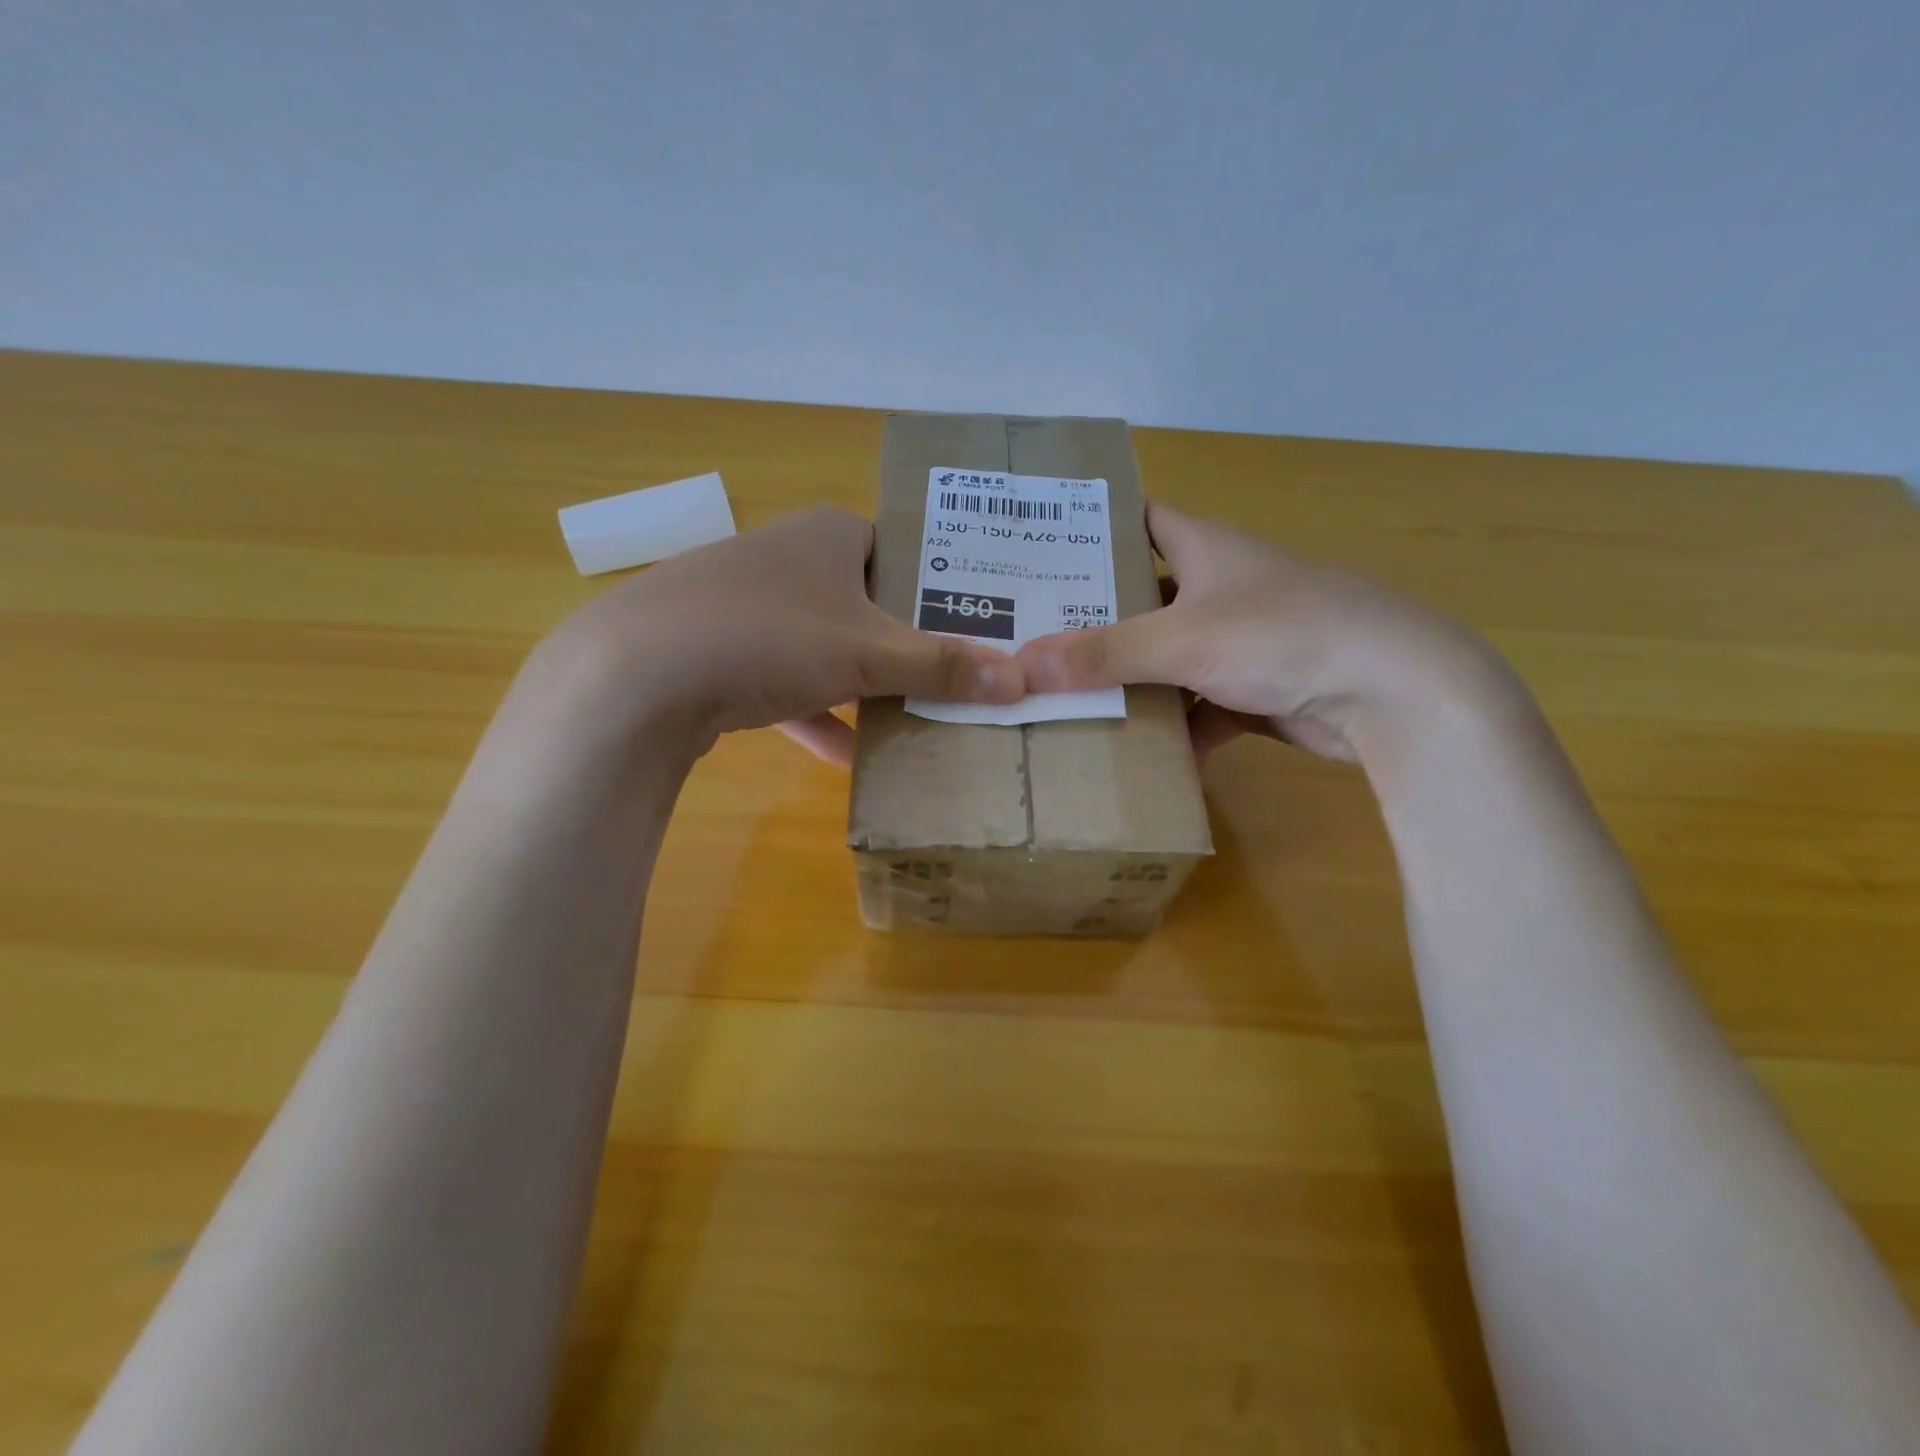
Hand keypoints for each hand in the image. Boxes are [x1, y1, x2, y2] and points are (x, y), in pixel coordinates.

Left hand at [536, 506, 1024, 755]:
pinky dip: (819, 715)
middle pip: (870, 602)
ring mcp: (751, 604)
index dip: (946, 589)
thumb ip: (942, 666)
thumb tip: (1021, 680)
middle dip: (910, 646)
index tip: (983, 629)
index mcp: (831, 534)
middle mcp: (790, 558)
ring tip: (919, 717)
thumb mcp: (868, 652)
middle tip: (960, 679)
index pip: (907, 550)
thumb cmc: (770, 635)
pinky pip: (788, 683)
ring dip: (866, 685)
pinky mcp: (723, 652)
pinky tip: (851, 757)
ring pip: (828, 645)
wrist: (636, 675)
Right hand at [1016, 503, 1516, 767]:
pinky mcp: (1255, 690)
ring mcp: (1239, 641)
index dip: (1093, 530)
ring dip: (1129, 680)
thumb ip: (1104, 654)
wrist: (1392, 693)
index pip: (1138, 520)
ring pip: (1167, 657)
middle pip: (1144, 596)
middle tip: (1032, 639)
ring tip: (1065, 699)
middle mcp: (1219, 587)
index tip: (1040, 553)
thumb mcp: (1183, 639)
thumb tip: (1022, 667)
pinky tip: (1132, 752)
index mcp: (1204, 548)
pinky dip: (1172, 727)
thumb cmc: (1283, 634)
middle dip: (1094, 619)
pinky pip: (1197, 706)